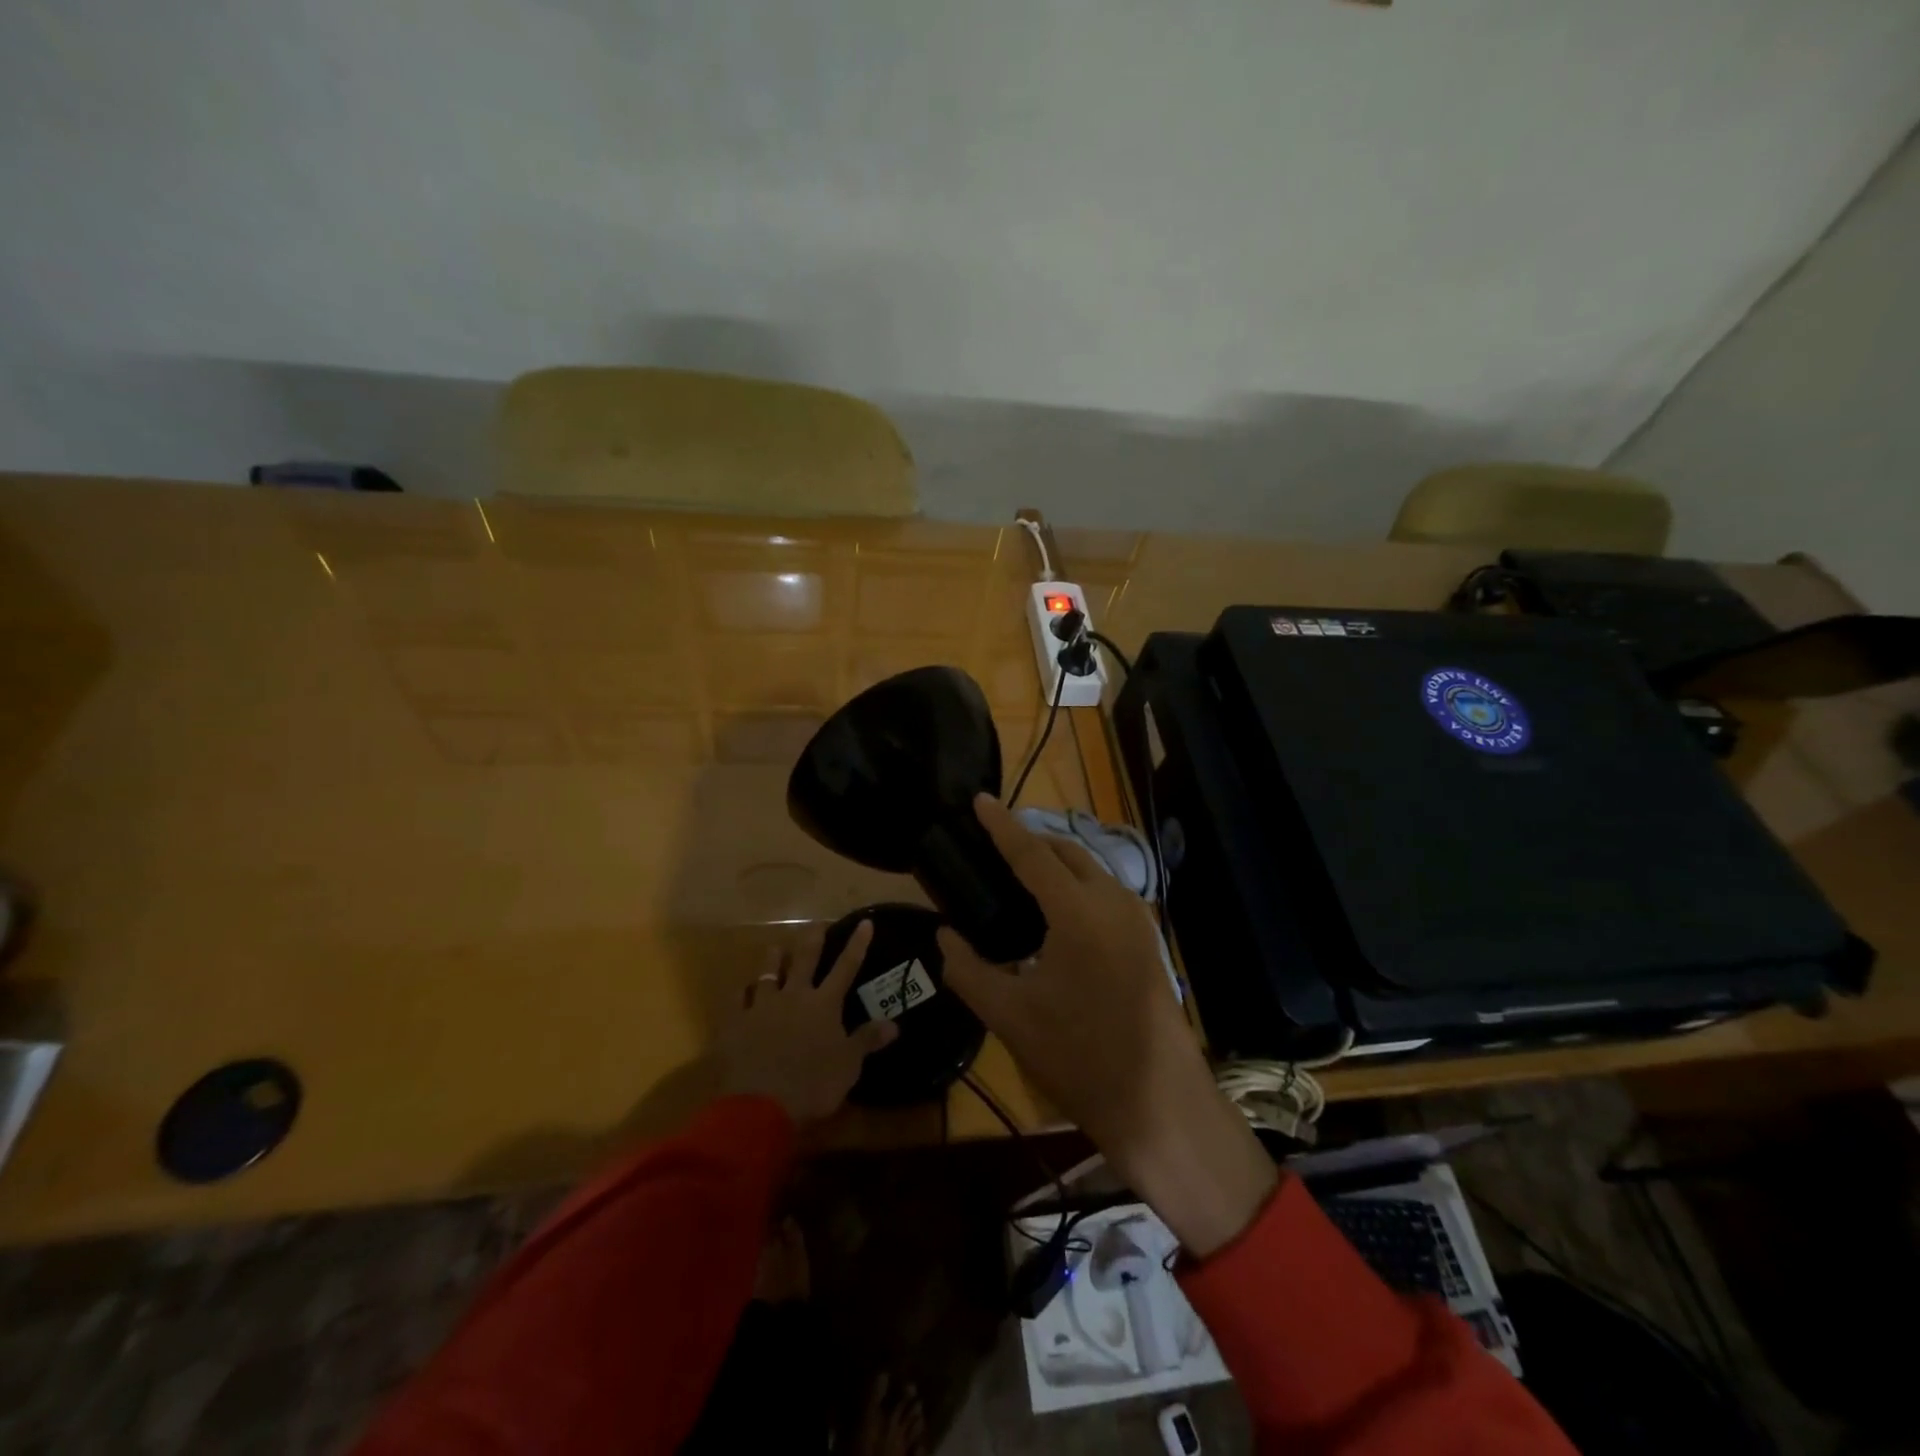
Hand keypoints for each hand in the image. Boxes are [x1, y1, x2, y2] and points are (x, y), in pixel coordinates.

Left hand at [716, 920, 897, 1124]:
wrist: (759, 1105)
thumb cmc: (812, 1084)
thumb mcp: (848, 1065)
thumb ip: (867, 1040)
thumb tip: (894, 1024)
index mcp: (824, 1004)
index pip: (846, 967)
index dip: (857, 944)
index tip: (864, 922)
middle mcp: (794, 996)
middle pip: (805, 959)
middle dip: (813, 939)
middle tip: (817, 924)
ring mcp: (761, 1007)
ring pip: (768, 972)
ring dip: (774, 959)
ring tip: (776, 948)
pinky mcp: (735, 1023)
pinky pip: (737, 999)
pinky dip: (742, 992)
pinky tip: (742, 989)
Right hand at [938, 796, 1276, 1257]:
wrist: (1158, 1102)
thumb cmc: (1078, 1057)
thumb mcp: (1009, 1015)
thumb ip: (967, 969)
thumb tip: (944, 937)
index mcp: (1077, 912)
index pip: (1030, 853)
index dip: (1001, 825)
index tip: (979, 799)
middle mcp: (1112, 901)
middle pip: (1066, 851)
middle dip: (1030, 838)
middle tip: (993, 843)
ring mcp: (1137, 918)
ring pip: (1090, 868)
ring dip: (1056, 860)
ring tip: (1018, 872)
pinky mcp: (1147, 938)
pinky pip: (1105, 891)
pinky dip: (1076, 883)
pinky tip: (1055, 909)